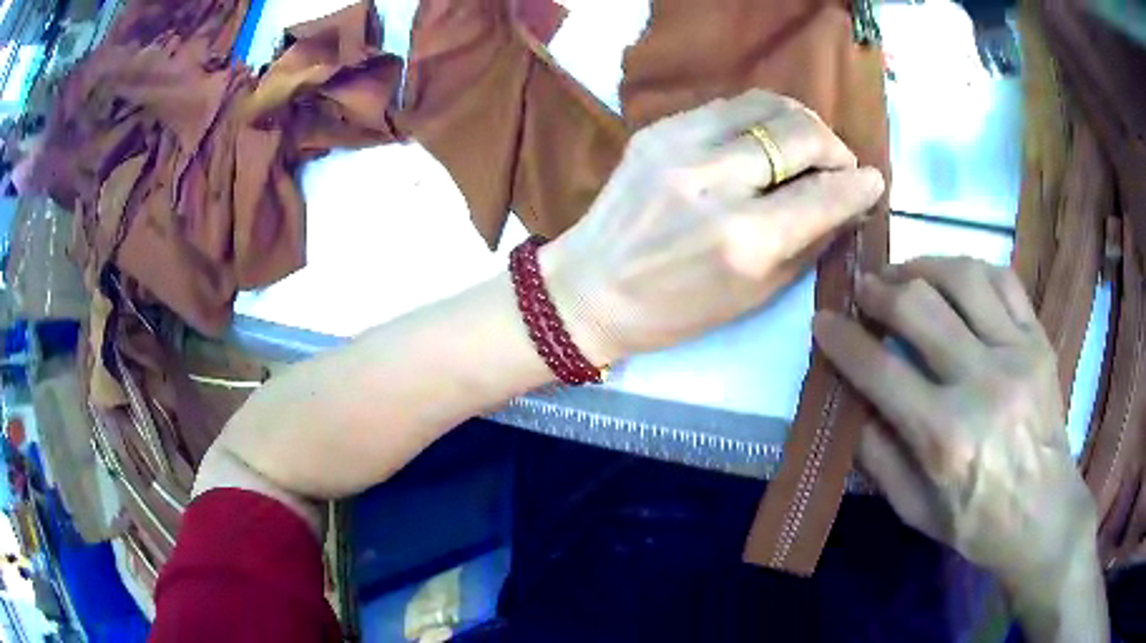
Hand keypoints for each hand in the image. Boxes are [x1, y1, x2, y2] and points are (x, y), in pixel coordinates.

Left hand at [541, 89, 885, 364]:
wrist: (588, 288)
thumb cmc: (675, 311)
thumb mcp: (755, 295)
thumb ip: (809, 243)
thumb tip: (849, 203)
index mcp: (744, 240)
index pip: (824, 193)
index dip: (859, 184)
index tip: (873, 181)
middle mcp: (715, 181)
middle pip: (800, 132)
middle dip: (834, 146)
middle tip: (838, 165)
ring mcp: (680, 146)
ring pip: (766, 104)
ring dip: (800, 122)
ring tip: (806, 146)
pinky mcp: (656, 129)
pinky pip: (729, 107)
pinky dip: (760, 119)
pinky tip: (763, 141)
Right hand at [813, 257, 1105, 640]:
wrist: (1044, 515)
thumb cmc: (977, 523)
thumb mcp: (915, 511)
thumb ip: (879, 457)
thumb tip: (853, 403)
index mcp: (944, 437)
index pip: (880, 371)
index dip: (843, 340)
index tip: (822, 320)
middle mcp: (982, 384)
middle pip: (919, 308)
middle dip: (879, 290)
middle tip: (863, 288)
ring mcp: (1017, 354)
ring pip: (963, 278)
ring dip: (923, 266)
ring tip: (905, 273)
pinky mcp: (1039, 341)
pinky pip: (1004, 280)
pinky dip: (972, 270)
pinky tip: (955, 278)